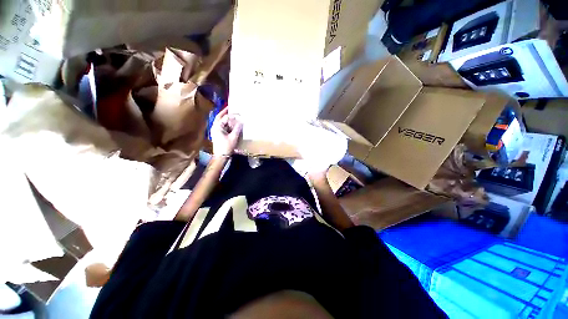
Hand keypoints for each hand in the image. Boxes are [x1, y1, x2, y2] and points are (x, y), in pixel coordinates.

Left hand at [211, 108, 242, 155]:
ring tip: (232, 115)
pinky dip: (227, 124)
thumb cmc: (226, 147)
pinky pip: (222, 126)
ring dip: (226, 118)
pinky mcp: (218, 134)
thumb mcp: (233, 137)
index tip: (239, 113)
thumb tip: (241, 121)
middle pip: (219, 117)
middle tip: (230, 107)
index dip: (232, 115)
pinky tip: (232, 123)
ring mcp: (216, 131)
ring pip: (221, 122)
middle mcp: (215, 127)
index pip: (225, 117)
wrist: (221, 156)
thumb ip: (237, 128)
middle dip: (225, 112)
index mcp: (217, 127)